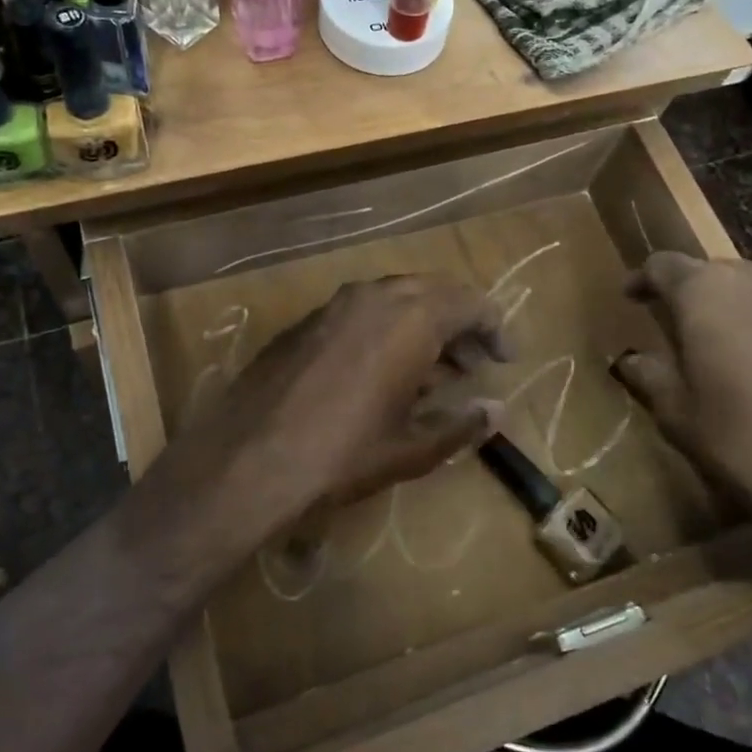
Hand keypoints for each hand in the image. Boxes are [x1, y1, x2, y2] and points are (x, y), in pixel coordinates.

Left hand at [132, 274, 508, 580]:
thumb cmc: (341, 455)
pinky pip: (359, 312)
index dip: (494, 328)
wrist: (246, 459)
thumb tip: (496, 411)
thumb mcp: (410, 449)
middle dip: (459, 323)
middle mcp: (373, 298)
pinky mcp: (304, 323)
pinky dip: (384, 330)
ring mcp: (333, 306)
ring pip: (393, 299)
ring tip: (433, 372)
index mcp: (409, 319)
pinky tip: (381, 373)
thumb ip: (461, 425)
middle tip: (472, 363)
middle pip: (432, 292)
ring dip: (421, 325)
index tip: (505, 359)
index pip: (470, 302)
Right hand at [612, 254, 751, 588]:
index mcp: (706, 289)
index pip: (663, 265)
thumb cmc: (738, 436)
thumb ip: (650, 375)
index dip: (643, 280)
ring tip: (720, 352)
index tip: (631, 298)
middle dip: (692, 297)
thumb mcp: (676, 411)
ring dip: (734, 313)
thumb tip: (632, 360)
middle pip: (713, 274)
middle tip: (676, 331)